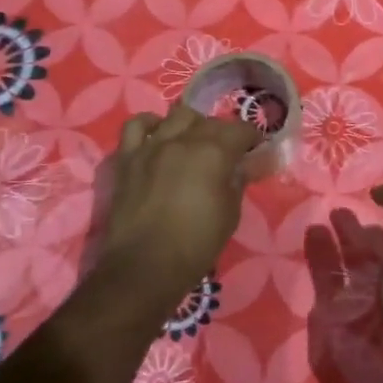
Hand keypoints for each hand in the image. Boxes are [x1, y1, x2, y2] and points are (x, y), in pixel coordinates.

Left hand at [100, 103, 260, 304]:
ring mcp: (152, 146)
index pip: (240, 129)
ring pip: (176, 116)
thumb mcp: (230, 214)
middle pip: (209, 121)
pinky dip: (150, 125)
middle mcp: (183, 140)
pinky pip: (136, 126)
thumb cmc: (196, 244)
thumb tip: (245, 165)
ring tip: (193, 141)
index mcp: (214, 153)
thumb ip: (238, 181)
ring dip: (191, 125)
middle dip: (223, 132)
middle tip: (227, 152)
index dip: (252, 137)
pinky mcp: (127, 158)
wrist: (144, 266)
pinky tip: (158, 136)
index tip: (255, 148)